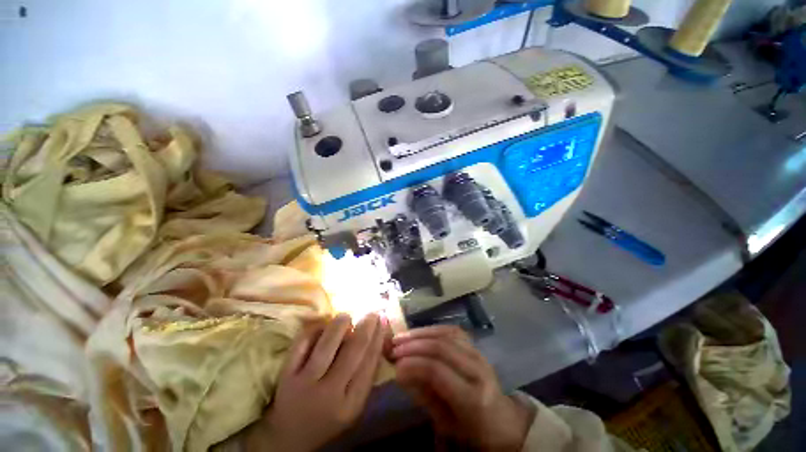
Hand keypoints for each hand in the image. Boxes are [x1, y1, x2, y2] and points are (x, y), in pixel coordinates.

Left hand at [246, 313, 384, 451]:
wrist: (289, 436)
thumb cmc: (328, 418)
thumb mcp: (354, 405)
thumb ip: (367, 376)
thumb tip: (378, 338)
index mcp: (351, 403)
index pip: (370, 362)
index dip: (378, 337)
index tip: (383, 320)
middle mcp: (330, 393)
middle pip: (353, 350)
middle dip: (366, 326)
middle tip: (372, 312)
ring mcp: (305, 383)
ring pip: (327, 344)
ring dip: (341, 323)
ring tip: (347, 316)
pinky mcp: (287, 374)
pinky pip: (303, 342)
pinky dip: (316, 328)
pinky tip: (324, 323)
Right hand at [391, 326, 533, 450]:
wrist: (502, 420)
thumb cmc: (473, 430)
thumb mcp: (446, 423)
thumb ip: (423, 395)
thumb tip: (400, 371)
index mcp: (473, 397)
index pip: (438, 371)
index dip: (413, 364)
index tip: (394, 364)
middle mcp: (477, 369)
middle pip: (441, 347)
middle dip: (414, 345)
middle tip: (394, 348)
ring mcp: (478, 353)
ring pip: (445, 334)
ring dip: (421, 333)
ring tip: (402, 337)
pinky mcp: (475, 346)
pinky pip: (451, 330)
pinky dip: (432, 329)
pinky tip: (419, 332)